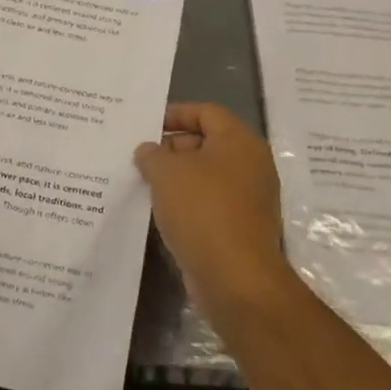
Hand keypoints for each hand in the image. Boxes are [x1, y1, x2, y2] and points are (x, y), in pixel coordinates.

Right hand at [133, 103, 296, 317]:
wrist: (235, 277)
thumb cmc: (202, 211)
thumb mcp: (166, 173)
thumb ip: (152, 154)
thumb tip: (149, 151)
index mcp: (239, 141)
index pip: (206, 112)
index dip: (175, 114)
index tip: (146, 126)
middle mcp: (251, 165)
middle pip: (207, 143)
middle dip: (172, 148)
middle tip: (140, 158)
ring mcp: (249, 198)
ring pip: (206, 176)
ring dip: (176, 178)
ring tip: (143, 184)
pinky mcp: (241, 226)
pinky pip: (209, 203)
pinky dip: (186, 203)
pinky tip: (160, 212)